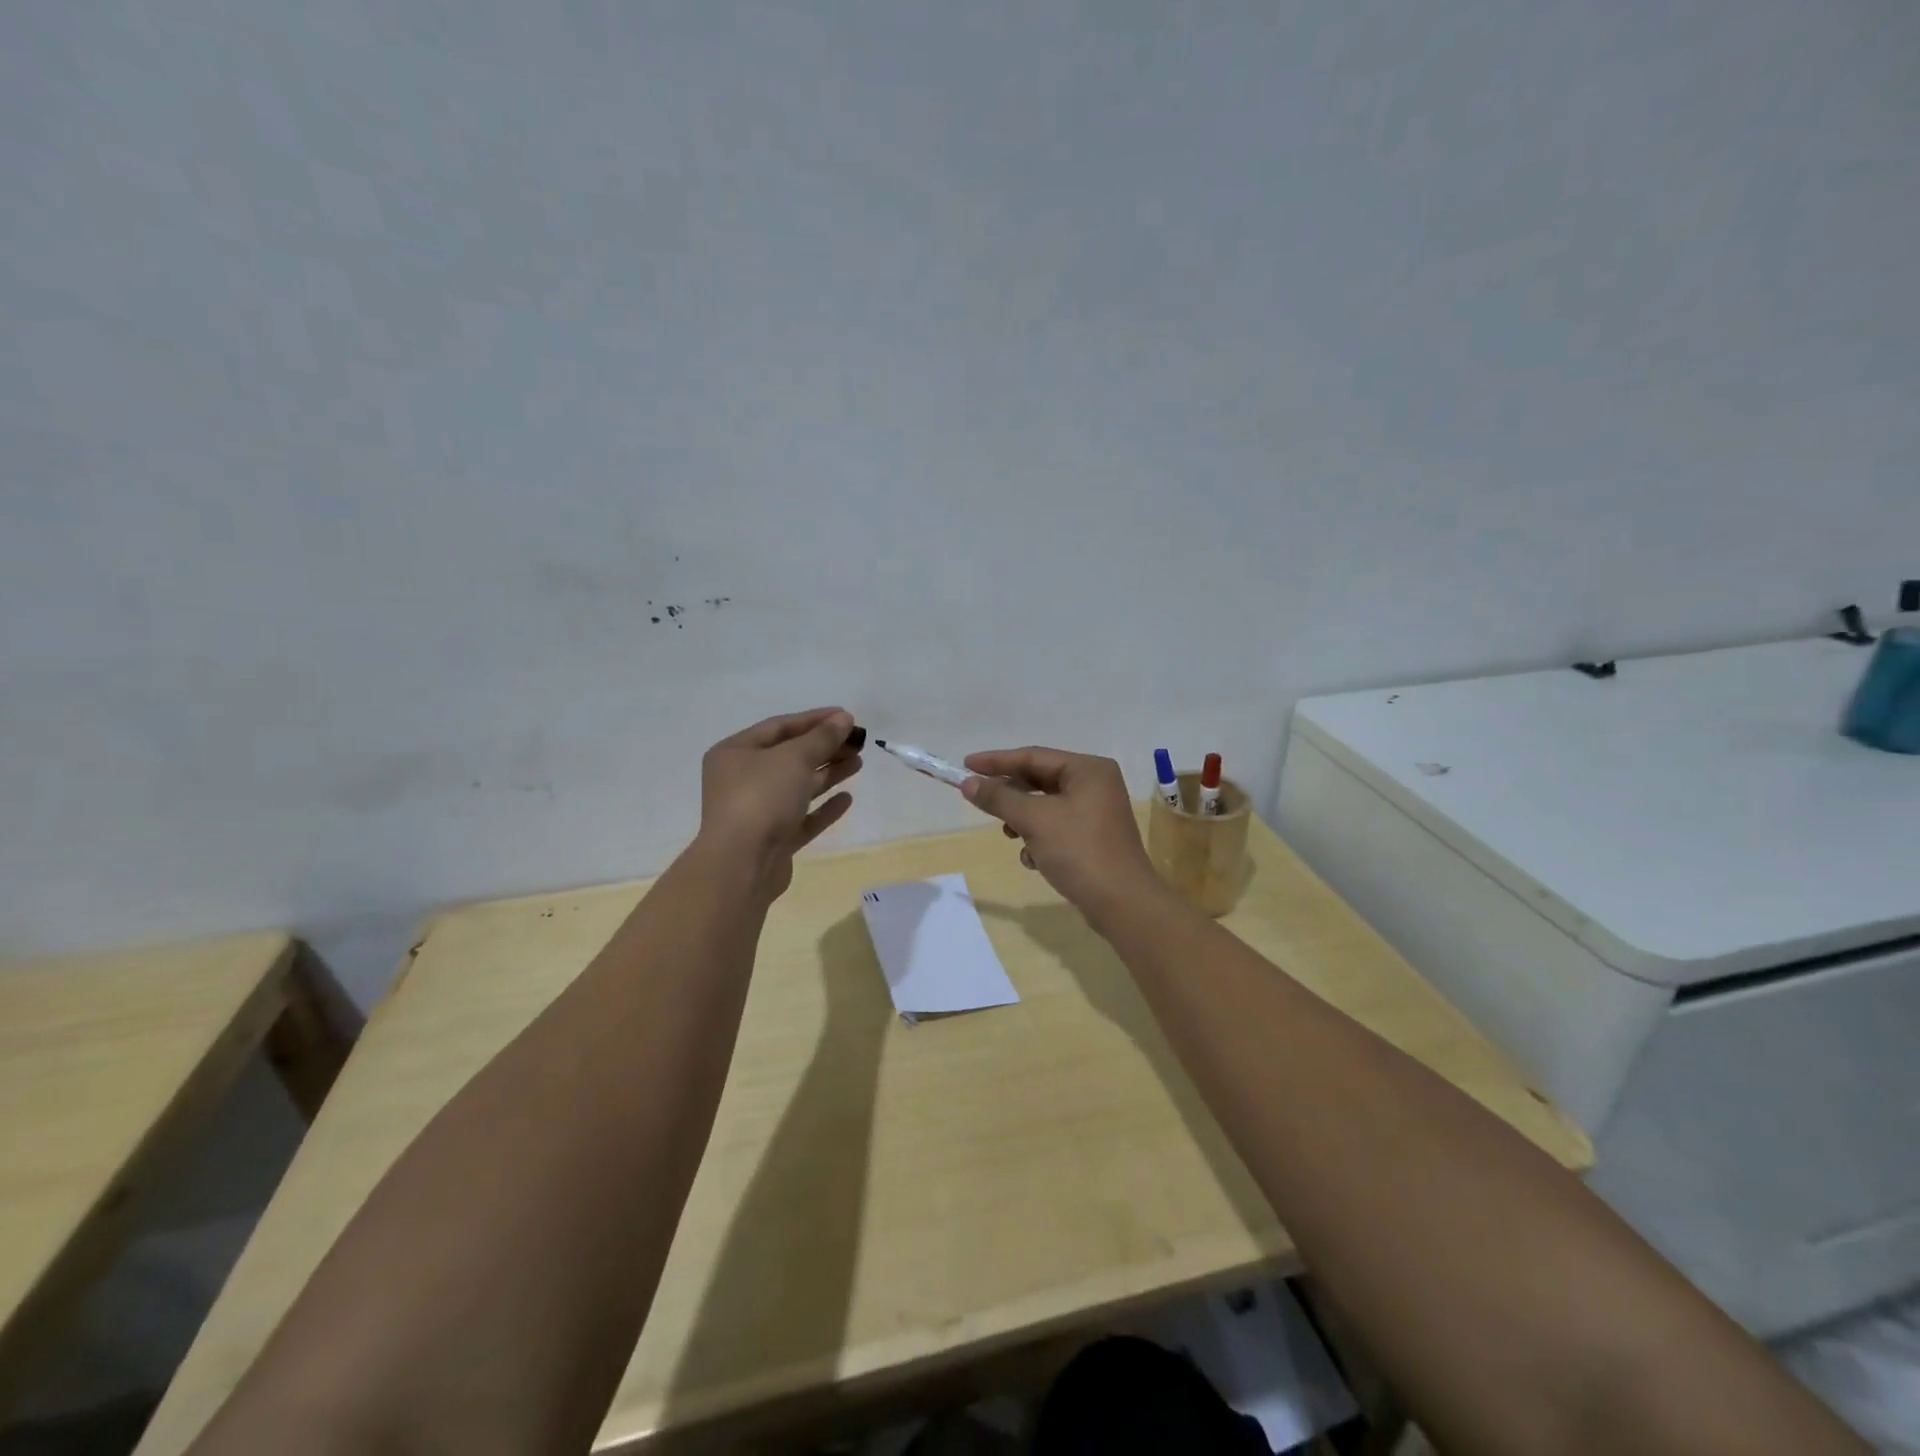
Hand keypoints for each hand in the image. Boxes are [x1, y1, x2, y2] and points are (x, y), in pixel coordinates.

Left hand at [697, 708, 861, 897]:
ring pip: (798, 786)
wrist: (742, 864)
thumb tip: (844, 719)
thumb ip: (822, 737)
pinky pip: (802, 817)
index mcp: (735, 752)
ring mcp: (757, 811)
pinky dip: (823, 807)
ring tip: (858, 762)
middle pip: (790, 756)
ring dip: (828, 773)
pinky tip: (847, 799)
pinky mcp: (773, 839)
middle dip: (825, 747)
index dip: (815, 719)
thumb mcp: (794, 758)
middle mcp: (741, 779)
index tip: (847, 716)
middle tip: (858, 742)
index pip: (779, 727)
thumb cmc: (762, 798)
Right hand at [959, 746, 1163, 924]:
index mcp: (1088, 769)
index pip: (1033, 756)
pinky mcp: (1093, 838)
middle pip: (1040, 780)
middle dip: (1010, 795)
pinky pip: (1056, 827)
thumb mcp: (1034, 820)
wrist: (1122, 904)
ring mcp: (1096, 812)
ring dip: (1023, 820)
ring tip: (1010, 836)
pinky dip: (1039, 838)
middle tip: (979, 801)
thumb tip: (968, 783)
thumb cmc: (1079, 851)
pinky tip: (1033, 859)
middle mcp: (1095, 784)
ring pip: (1045, 806)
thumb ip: (999, 798)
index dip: (996, 761)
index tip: (965, 766)